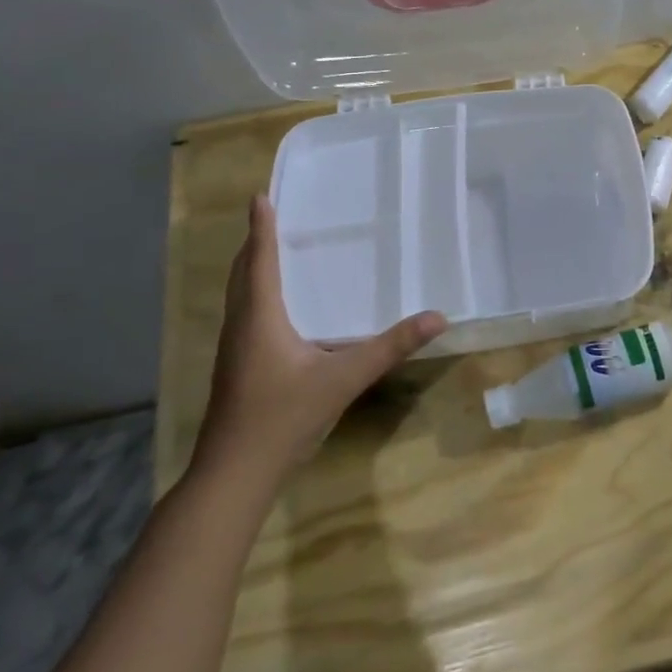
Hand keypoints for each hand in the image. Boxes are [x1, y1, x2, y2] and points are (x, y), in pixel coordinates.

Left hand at [192, 196, 446, 484]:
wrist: (234, 474)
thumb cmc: (283, 417)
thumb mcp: (344, 379)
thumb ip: (390, 347)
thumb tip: (437, 317)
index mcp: (260, 317)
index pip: (260, 261)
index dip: (261, 228)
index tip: (260, 197)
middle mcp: (241, 326)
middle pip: (242, 273)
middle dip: (255, 243)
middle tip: (272, 217)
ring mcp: (234, 349)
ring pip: (239, 295)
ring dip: (252, 268)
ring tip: (273, 251)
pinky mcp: (236, 368)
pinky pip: (244, 315)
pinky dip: (256, 294)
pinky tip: (277, 308)